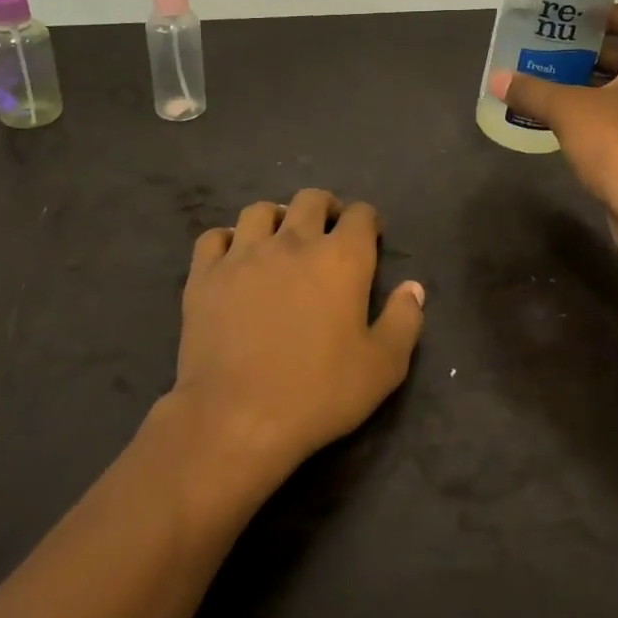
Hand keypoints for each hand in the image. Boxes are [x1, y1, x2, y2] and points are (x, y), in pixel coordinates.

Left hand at [169, 189, 425, 490]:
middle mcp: (293, 242)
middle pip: (311, 199)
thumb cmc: (318, 393)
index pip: (360, 214)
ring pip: (260, 210)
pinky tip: (234, 259)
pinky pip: (214, 236)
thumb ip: (404, 320)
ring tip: (279, 240)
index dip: (367, 221)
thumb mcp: (383, 367)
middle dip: (326, 208)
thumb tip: (413, 288)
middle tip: (327, 232)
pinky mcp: (205, 274)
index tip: (369, 238)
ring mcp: (243, 254)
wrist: (237, 418)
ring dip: (276, 218)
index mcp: (342, 258)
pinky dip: (227, 240)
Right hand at [490, 3, 617, 258]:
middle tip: (559, 54)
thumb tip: (497, 79)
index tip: (582, 20)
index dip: (615, 14)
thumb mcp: (568, 111)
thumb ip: (533, 92)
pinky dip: (609, 115)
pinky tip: (575, 126)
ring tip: (561, 86)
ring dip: (601, 85)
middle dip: (598, 52)